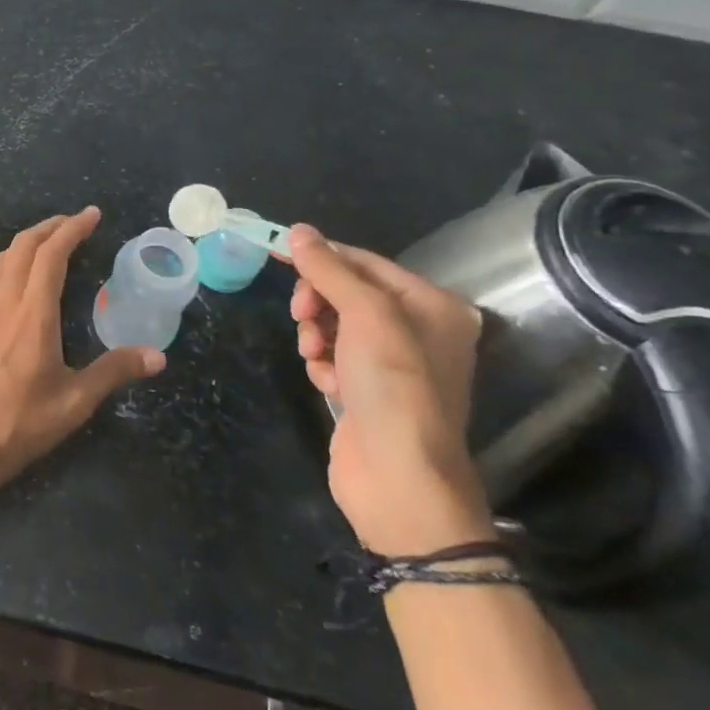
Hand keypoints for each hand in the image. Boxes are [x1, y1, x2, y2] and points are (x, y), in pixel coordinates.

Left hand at [0, 207, 162, 501]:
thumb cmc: (18, 425)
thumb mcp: (74, 403)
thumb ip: (114, 372)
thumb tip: (158, 355)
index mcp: (32, 315)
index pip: (51, 255)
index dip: (72, 228)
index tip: (92, 214)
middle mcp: (3, 305)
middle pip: (21, 247)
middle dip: (49, 227)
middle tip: (74, 223)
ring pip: (0, 262)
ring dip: (25, 243)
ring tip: (48, 244)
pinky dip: (10, 266)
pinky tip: (21, 287)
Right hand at [286, 224, 491, 555]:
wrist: (398, 478)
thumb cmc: (393, 386)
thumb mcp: (364, 316)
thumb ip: (331, 271)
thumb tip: (299, 232)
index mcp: (433, 306)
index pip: (366, 263)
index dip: (322, 256)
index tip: (276, 250)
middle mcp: (419, 331)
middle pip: (348, 294)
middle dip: (318, 302)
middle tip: (301, 316)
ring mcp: (393, 365)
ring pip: (334, 326)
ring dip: (316, 335)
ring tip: (316, 357)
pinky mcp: (368, 392)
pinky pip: (334, 358)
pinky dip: (323, 366)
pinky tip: (327, 385)